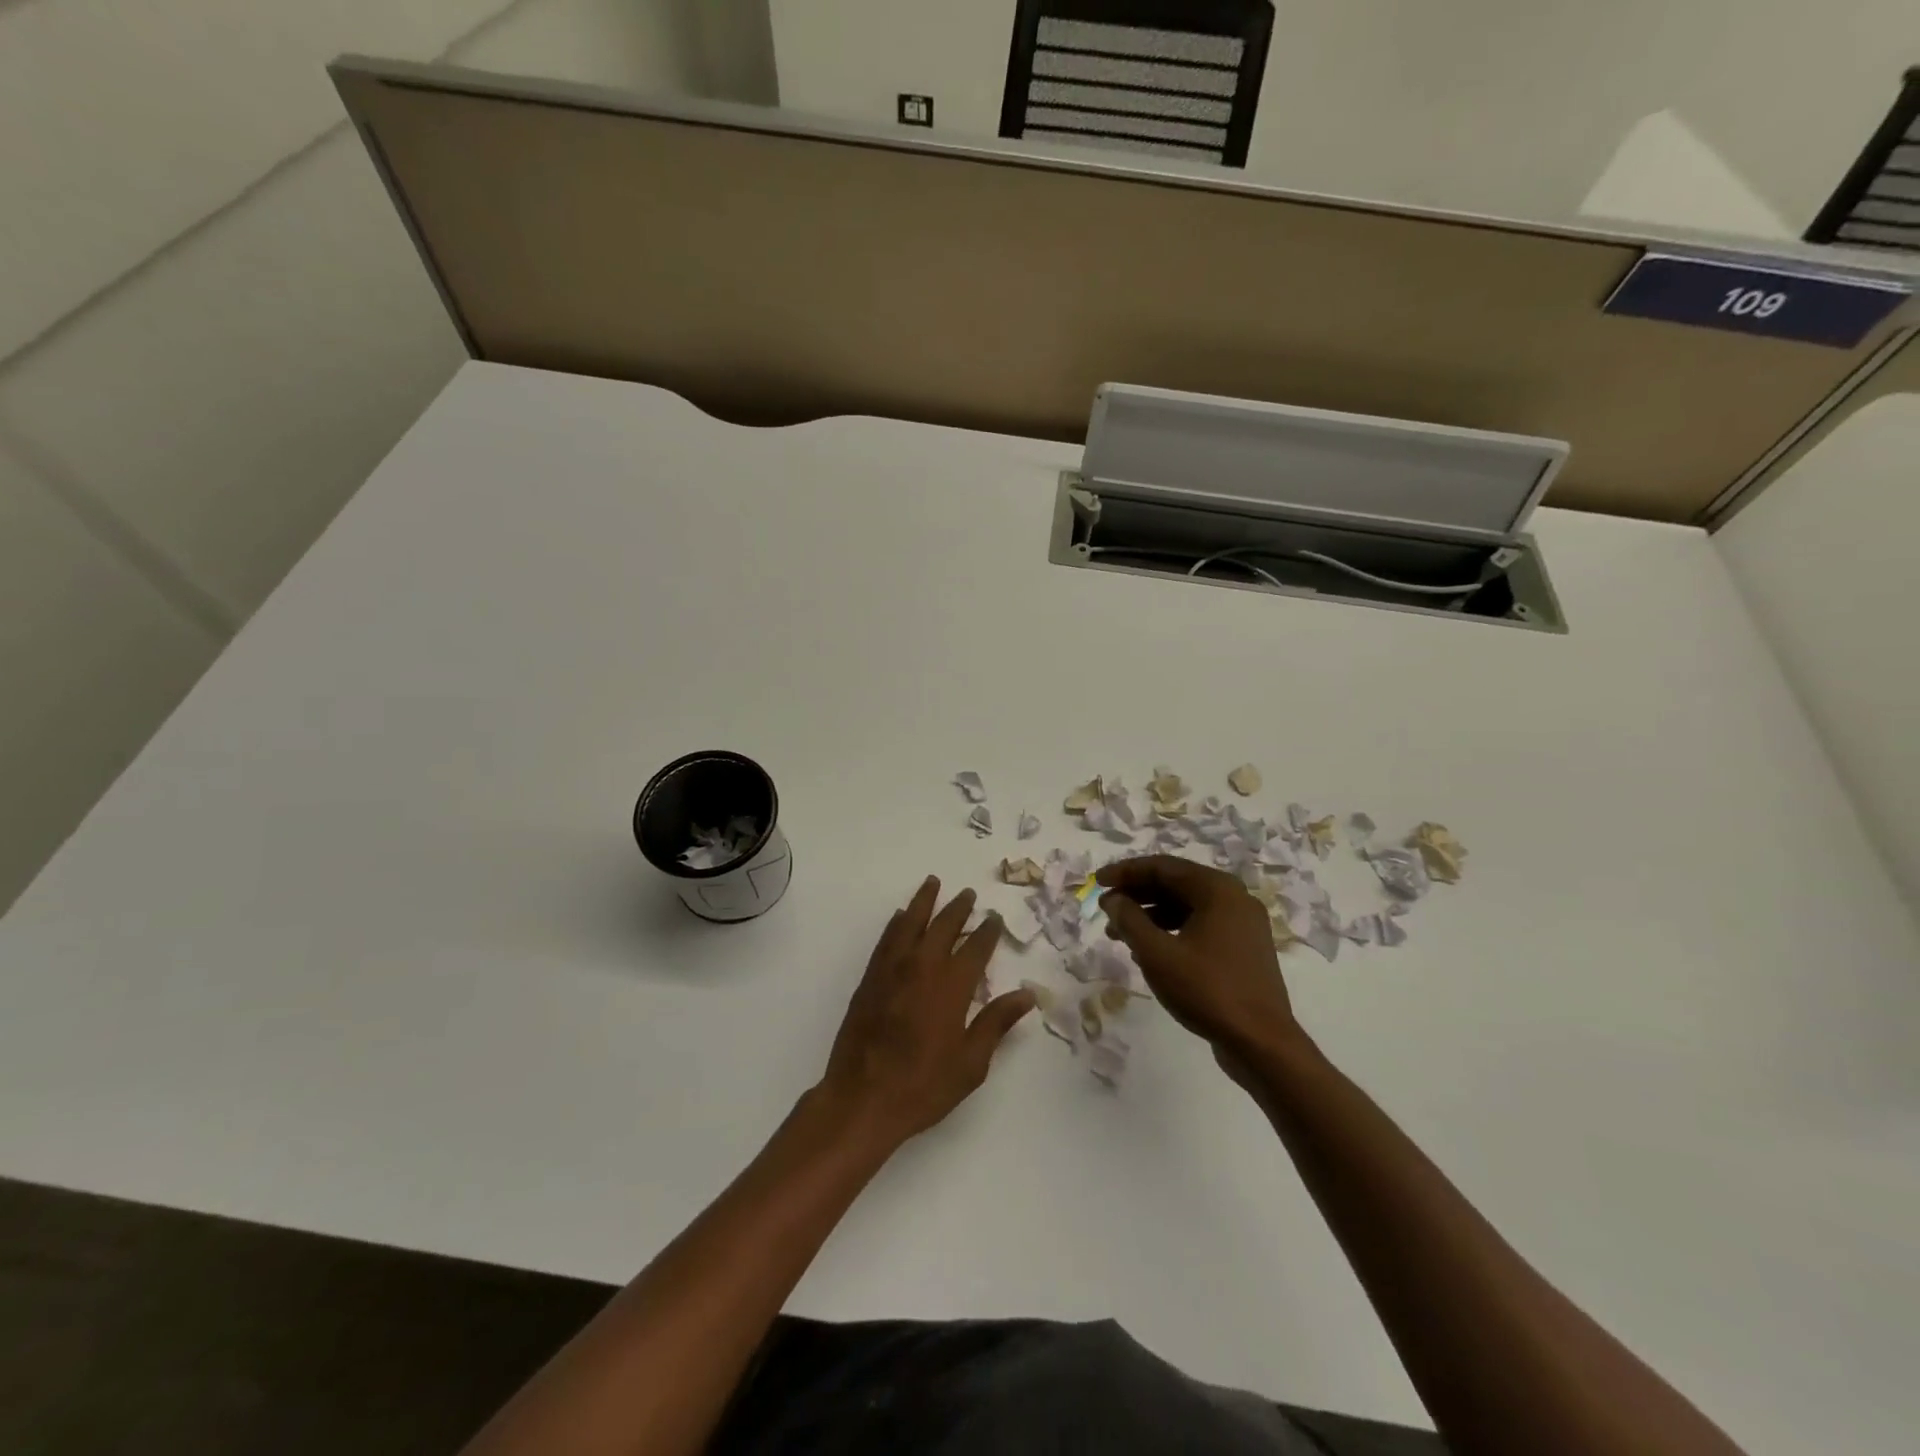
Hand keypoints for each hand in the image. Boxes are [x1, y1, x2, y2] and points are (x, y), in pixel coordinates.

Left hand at [817, 877, 1033, 1148]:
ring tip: (933, 883)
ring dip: (924, 902)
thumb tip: (1027, 995)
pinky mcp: (869, 978)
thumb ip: (996, 1023)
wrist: (862, 1099)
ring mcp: (891, 970)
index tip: (995, 918)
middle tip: (968, 894)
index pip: (976, 948)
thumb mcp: (971, 1063)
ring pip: (910, 923)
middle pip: (943, 926)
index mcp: (951, 986)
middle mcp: (922, 967)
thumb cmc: (923, 1086)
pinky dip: (896, 923)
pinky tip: (900, 916)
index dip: (988, 931)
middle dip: (958, 908)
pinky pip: (886, 939)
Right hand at [1096, 856, 1299, 1066]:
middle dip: (1136, 895)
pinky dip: (1171, 931)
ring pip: (1187, 907)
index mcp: (1217, 889)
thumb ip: (1130, 920)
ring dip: (1151, 915)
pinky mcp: (1243, 949)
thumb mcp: (1157, 954)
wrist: (1261, 1043)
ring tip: (1118, 934)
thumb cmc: (1207, 990)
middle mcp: (1234, 898)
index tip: (1096, 882)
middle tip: (1105, 908)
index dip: (1125, 872)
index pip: (1163, 867)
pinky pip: (1200, 926)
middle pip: (1176, 884)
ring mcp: (1242, 924)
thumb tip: (1113, 900)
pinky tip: (1148, 950)